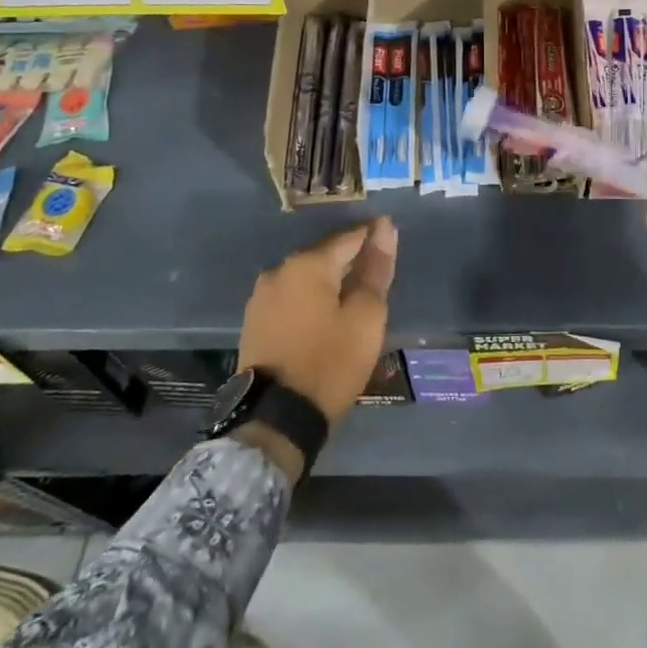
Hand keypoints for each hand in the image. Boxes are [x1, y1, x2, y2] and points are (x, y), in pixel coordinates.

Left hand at [239, 217, 396, 425]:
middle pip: (325, 254)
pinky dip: (311, 298)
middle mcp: (279, 270)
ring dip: (330, 279)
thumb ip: (376, 269)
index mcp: (308, 264)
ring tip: (354, 295)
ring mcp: (261, 295)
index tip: (392, 237)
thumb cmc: (330, 362)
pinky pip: (291, 296)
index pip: (349, 236)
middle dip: (351, 258)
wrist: (276, 418)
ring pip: (306, 276)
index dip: (373, 235)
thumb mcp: (365, 316)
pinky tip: (326, 312)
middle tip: (377, 271)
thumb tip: (385, 229)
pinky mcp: (254, 320)